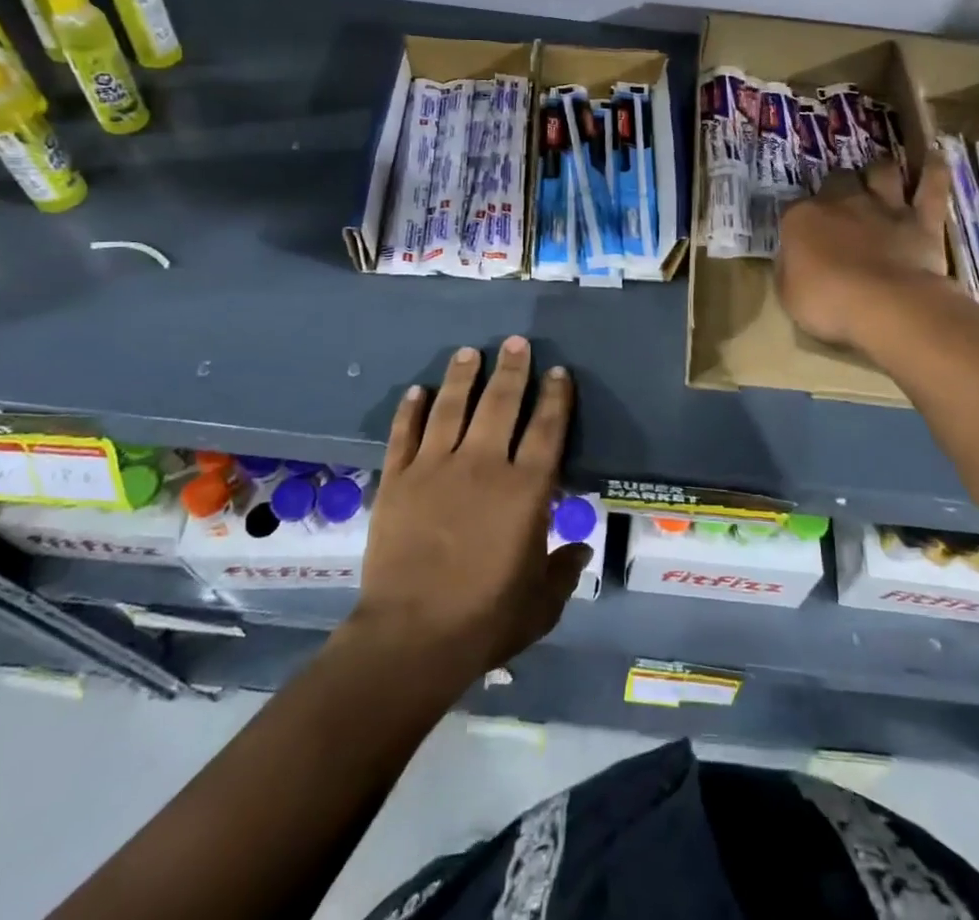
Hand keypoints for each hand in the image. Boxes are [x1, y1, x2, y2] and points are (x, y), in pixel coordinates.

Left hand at [347, 337, 590, 689]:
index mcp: (526, 490)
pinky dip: (411, 410)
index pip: (547, 428)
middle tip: (516, 342)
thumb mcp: (541, 603)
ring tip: (469, 352)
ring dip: (462, 376)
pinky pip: (405, 434)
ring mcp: (435, 468)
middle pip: (501, 403)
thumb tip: (580, 550)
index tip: (558, 371)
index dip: (556, 396)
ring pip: (452, 407)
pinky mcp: (398, 480)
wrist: (412, 637)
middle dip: (512, 369)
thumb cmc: (486, 618)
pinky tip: (417, 390)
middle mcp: (483, 465)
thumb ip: (563, 571)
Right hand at [777, 156, 952, 350]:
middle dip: (838, 186)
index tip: (800, 233)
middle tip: (841, 201)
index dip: (798, 219)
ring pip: (882, 172)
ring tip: (880, 177)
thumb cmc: (827, 304)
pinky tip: (935, 157)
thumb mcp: (788, 294)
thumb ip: (788, 269)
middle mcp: (842, 203)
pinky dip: (934, 170)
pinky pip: (932, 186)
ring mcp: (884, 207)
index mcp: (802, 219)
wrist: (886, 306)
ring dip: (880, 172)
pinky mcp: (922, 220)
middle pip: (837, 179)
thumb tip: (790, 257)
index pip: (793, 208)